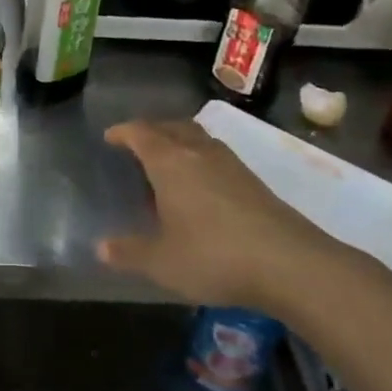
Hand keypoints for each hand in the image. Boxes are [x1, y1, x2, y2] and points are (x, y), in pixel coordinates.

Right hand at [98, 119, 360, 314]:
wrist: (290, 264)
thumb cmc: (214, 256)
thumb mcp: (161, 262)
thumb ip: (129, 253)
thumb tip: (102, 248)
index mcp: (170, 162)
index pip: (141, 133)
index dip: (123, 132)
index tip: (109, 137)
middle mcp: (199, 152)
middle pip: (171, 126)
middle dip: (151, 131)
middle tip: (136, 146)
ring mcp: (231, 164)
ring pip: (198, 138)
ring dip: (178, 142)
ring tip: (166, 164)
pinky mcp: (254, 181)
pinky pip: (215, 156)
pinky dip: (199, 160)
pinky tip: (199, 188)